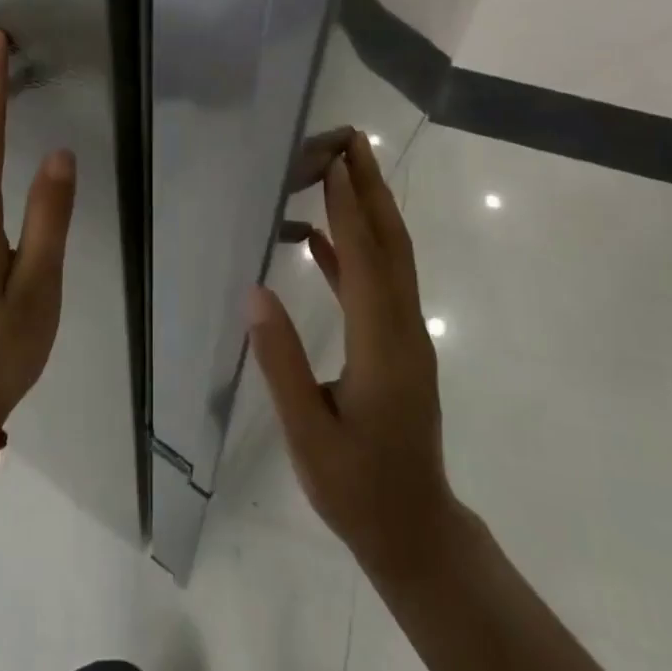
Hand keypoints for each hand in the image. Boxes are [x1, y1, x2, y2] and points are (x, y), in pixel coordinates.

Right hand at [246, 131, 455, 579]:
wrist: (415, 529)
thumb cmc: (358, 489)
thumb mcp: (309, 435)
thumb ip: (281, 362)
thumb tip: (256, 292)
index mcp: (382, 346)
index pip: (365, 262)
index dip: (349, 210)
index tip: (335, 163)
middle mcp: (403, 328)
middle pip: (391, 244)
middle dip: (372, 189)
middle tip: (351, 141)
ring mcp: (405, 335)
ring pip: (389, 258)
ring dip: (368, 210)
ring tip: (340, 170)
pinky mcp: (397, 344)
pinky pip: (376, 284)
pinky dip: (352, 251)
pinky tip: (320, 238)